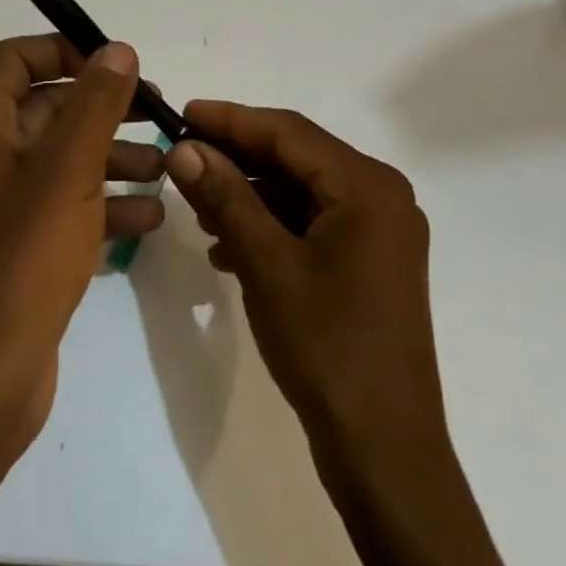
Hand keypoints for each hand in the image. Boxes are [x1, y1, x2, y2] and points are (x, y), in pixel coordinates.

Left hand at [0, 35, 163, 455]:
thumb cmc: (23, 256)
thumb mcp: (68, 169)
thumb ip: (95, 102)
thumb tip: (117, 49)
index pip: (17, 57)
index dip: (66, 49)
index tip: (118, 64)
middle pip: (47, 105)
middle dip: (104, 107)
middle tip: (158, 112)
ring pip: (62, 155)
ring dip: (113, 155)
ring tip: (165, 166)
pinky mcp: (19, 240)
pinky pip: (65, 201)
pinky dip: (104, 200)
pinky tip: (151, 215)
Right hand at [163, 102, 445, 470]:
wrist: (385, 453)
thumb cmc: (328, 348)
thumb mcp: (267, 265)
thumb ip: (226, 198)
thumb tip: (184, 148)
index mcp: (368, 186)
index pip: (289, 132)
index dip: (231, 120)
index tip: (182, 112)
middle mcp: (380, 196)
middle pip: (296, 157)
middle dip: (236, 156)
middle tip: (181, 154)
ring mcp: (377, 231)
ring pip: (299, 190)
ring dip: (248, 192)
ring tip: (196, 201)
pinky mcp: (367, 261)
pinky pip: (310, 222)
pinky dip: (268, 225)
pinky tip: (225, 244)